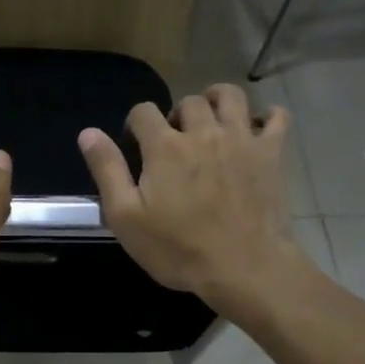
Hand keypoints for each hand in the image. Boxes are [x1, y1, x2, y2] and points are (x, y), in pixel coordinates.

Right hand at [78, 84, 312, 317]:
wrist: (245, 268)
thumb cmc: (178, 248)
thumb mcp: (126, 217)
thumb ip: (107, 170)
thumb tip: (88, 133)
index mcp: (164, 146)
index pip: (143, 111)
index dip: (135, 125)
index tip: (136, 147)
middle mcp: (203, 131)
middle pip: (188, 102)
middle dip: (176, 115)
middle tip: (174, 143)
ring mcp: (241, 139)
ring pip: (230, 96)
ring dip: (216, 101)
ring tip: (211, 122)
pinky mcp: (271, 153)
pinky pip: (276, 117)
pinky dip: (266, 116)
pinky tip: (255, 130)